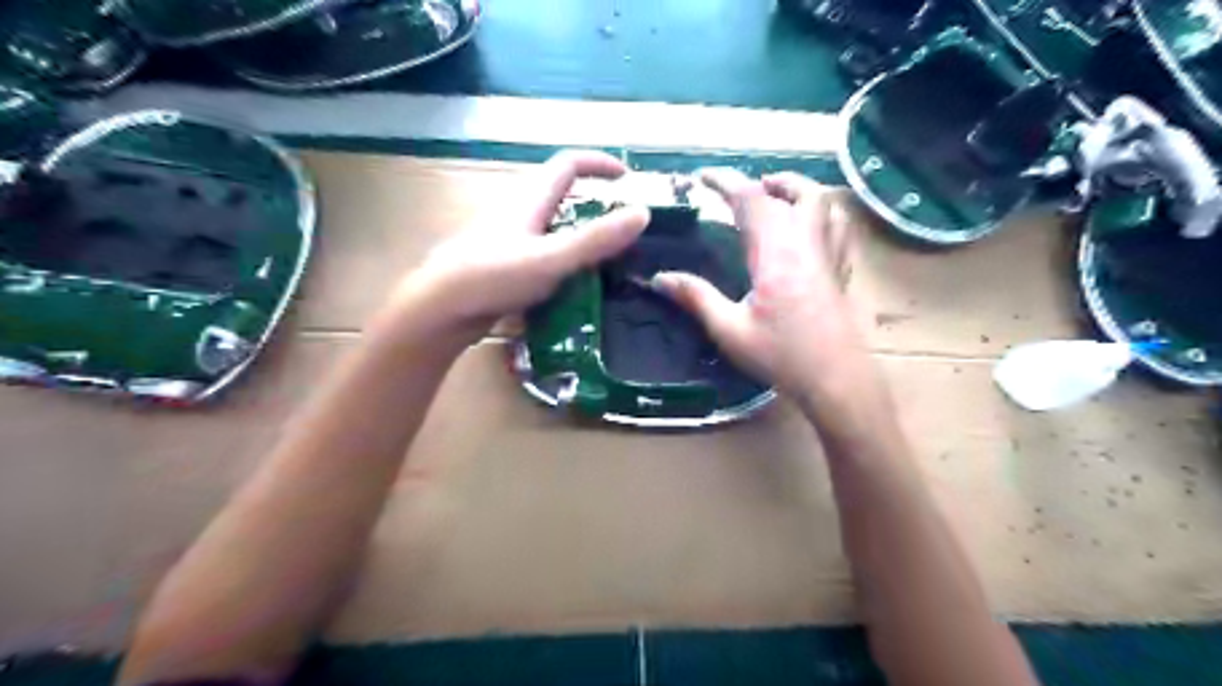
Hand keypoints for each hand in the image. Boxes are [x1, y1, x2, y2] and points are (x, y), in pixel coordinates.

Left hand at [399, 151, 648, 342]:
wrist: (439, 309)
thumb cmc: (493, 277)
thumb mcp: (552, 259)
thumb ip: (596, 239)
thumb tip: (643, 213)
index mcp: (529, 200)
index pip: (568, 164)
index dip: (600, 164)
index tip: (628, 178)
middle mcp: (517, 213)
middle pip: (559, 195)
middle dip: (592, 203)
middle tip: (619, 230)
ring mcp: (506, 239)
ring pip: (549, 227)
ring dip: (577, 235)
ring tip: (603, 263)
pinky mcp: (501, 264)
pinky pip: (540, 253)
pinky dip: (561, 260)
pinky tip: (570, 287)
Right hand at [658, 166, 855, 401]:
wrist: (837, 381)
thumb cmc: (782, 356)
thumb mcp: (730, 330)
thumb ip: (696, 298)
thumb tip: (659, 278)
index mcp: (776, 252)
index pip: (750, 198)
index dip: (724, 180)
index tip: (701, 177)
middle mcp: (806, 243)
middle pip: (794, 191)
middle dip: (765, 181)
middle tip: (742, 189)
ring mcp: (829, 255)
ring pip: (823, 202)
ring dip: (798, 189)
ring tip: (777, 195)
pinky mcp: (841, 271)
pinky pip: (838, 226)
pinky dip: (822, 213)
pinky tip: (810, 228)